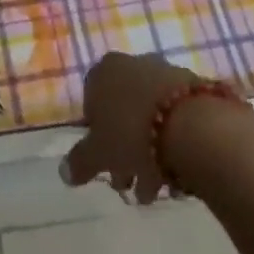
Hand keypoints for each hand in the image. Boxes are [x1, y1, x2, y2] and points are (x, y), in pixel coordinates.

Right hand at [59, 52, 204, 204]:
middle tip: (128, 184)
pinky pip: (172, 117)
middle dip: (123, 150)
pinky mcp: (189, 87)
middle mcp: (131, 64)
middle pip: (121, 111)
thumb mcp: (98, 154)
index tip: (104, 163)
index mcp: (104, 71)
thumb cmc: (132, 134)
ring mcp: (162, 72)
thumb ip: (80, 162)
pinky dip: (170, 142)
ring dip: (148, 152)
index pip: (91, 102)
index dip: (96, 136)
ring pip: (147, 116)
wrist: (190, 125)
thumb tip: (64, 171)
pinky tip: (176, 175)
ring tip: (155, 190)